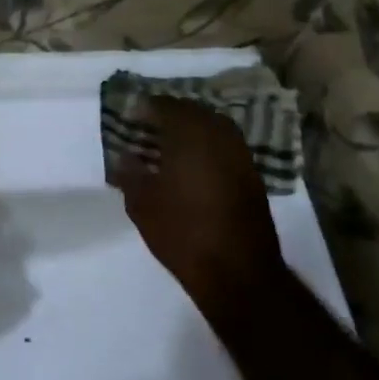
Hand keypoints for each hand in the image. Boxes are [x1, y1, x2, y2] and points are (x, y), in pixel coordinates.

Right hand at [108, 96, 286, 321]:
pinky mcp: (252, 176)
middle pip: (192, 111)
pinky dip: (207, 146)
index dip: (145, 108)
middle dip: (170, 114)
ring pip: (213, 126)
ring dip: (191, 128)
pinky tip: (191, 164)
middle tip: (148, 127)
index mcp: (189, 135)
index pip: (165, 106)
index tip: (130, 117)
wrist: (238, 273)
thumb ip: (130, 173)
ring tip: (168, 144)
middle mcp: (218, 136)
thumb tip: (126, 156)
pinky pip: (225, 146)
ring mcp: (240, 155)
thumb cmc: (183, 233)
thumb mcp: (141, 204)